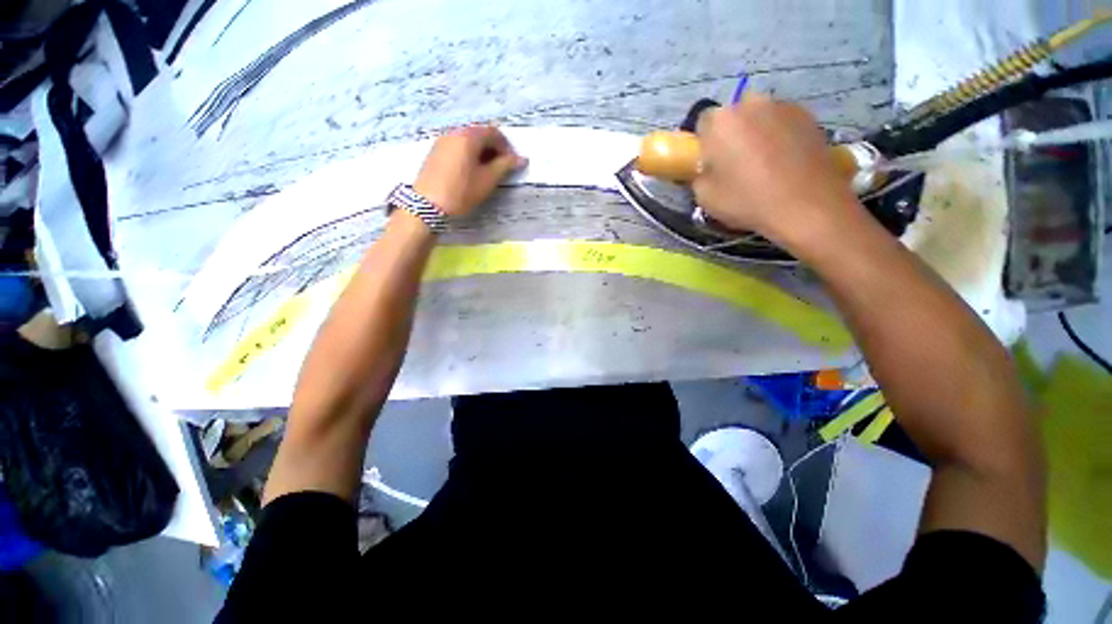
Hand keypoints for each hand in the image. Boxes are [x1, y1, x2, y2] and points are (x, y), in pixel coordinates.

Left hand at [413, 125, 526, 216]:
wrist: (427, 205)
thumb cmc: (461, 192)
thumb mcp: (487, 180)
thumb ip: (505, 166)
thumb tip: (521, 159)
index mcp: (469, 137)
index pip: (493, 132)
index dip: (506, 146)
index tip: (512, 163)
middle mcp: (454, 132)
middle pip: (479, 134)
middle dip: (493, 148)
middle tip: (501, 168)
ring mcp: (442, 141)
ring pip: (467, 140)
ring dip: (481, 152)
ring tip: (486, 171)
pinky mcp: (435, 151)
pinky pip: (457, 146)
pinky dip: (468, 154)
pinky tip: (470, 171)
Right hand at [692, 94, 860, 245]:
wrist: (807, 205)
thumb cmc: (748, 200)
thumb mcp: (705, 196)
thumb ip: (698, 174)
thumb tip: (704, 167)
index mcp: (721, 121)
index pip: (702, 123)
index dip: (703, 144)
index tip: (708, 162)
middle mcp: (751, 103)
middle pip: (733, 116)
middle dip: (730, 134)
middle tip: (734, 163)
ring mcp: (783, 105)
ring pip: (759, 117)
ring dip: (755, 133)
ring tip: (762, 163)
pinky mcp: (809, 115)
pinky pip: (782, 122)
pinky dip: (778, 136)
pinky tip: (783, 161)